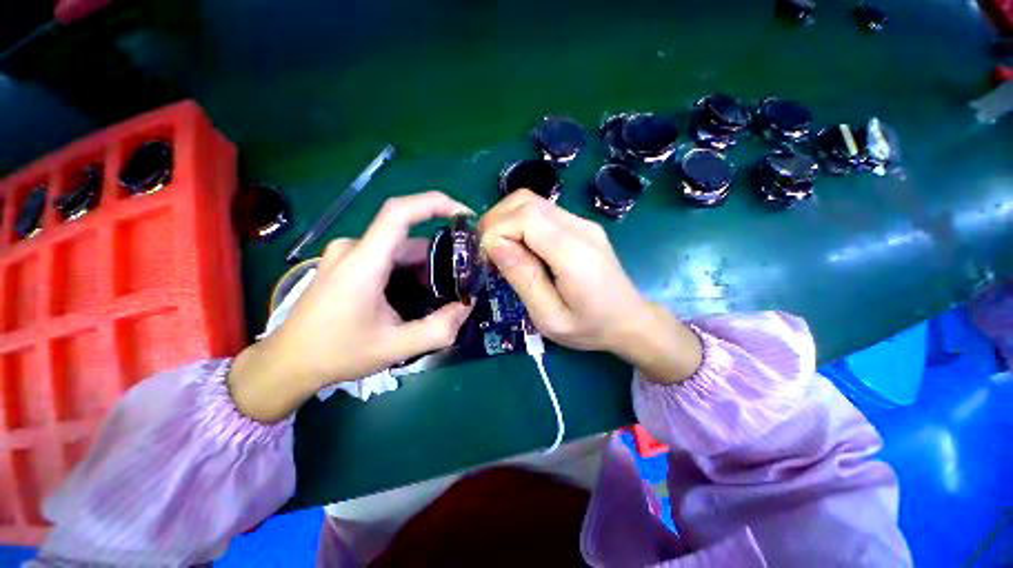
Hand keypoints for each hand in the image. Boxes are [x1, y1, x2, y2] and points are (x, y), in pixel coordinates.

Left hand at [229, 192, 472, 420]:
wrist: (288, 362)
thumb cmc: (337, 353)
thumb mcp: (395, 347)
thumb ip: (438, 329)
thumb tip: (467, 306)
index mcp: (363, 262)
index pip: (399, 212)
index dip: (434, 203)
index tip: (463, 215)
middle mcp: (353, 248)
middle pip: (407, 239)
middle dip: (438, 257)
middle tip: (459, 281)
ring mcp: (346, 254)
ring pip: (398, 248)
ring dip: (422, 266)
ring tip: (438, 293)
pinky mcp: (344, 262)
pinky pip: (385, 255)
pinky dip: (407, 269)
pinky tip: (413, 293)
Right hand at [478, 190, 701, 382]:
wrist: (630, 320)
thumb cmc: (589, 327)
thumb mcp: (549, 317)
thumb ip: (523, 278)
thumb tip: (494, 245)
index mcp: (574, 253)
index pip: (525, 217)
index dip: (496, 230)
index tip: (486, 258)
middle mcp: (580, 227)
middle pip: (525, 201)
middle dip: (496, 221)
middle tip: (487, 253)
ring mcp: (582, 222)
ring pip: (531, 202)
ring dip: (506, 221)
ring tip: (501, 251)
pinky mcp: (581, 225)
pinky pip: (542, 212)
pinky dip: (520, 223)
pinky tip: (520, 248)